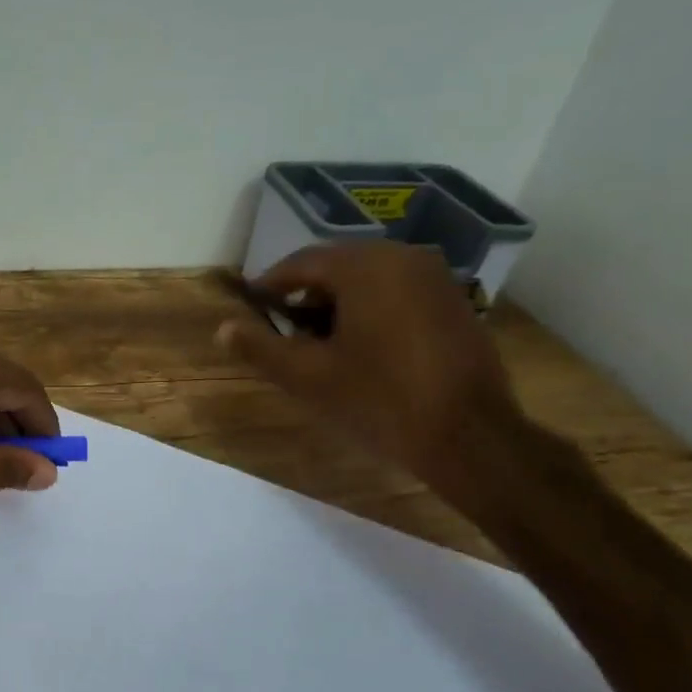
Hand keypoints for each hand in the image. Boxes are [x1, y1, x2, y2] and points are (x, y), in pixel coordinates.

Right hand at [214, 242, 523, 499]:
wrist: (469, 435)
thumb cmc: (378, 400)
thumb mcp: (307, 376)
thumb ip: (260, 348)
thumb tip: (222, 328)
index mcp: (364, 267)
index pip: (301, 263)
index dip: (271, 285)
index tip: (253, 307)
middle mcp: (402, 257)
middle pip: (337, 265)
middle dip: (306, 293)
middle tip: (284, 328)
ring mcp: (435, 276)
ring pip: (369, 276)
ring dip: (339, 300)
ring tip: (321, 340)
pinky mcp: (454, 300)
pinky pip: (398, 289)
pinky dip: (371, 306)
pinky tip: (363, 344)